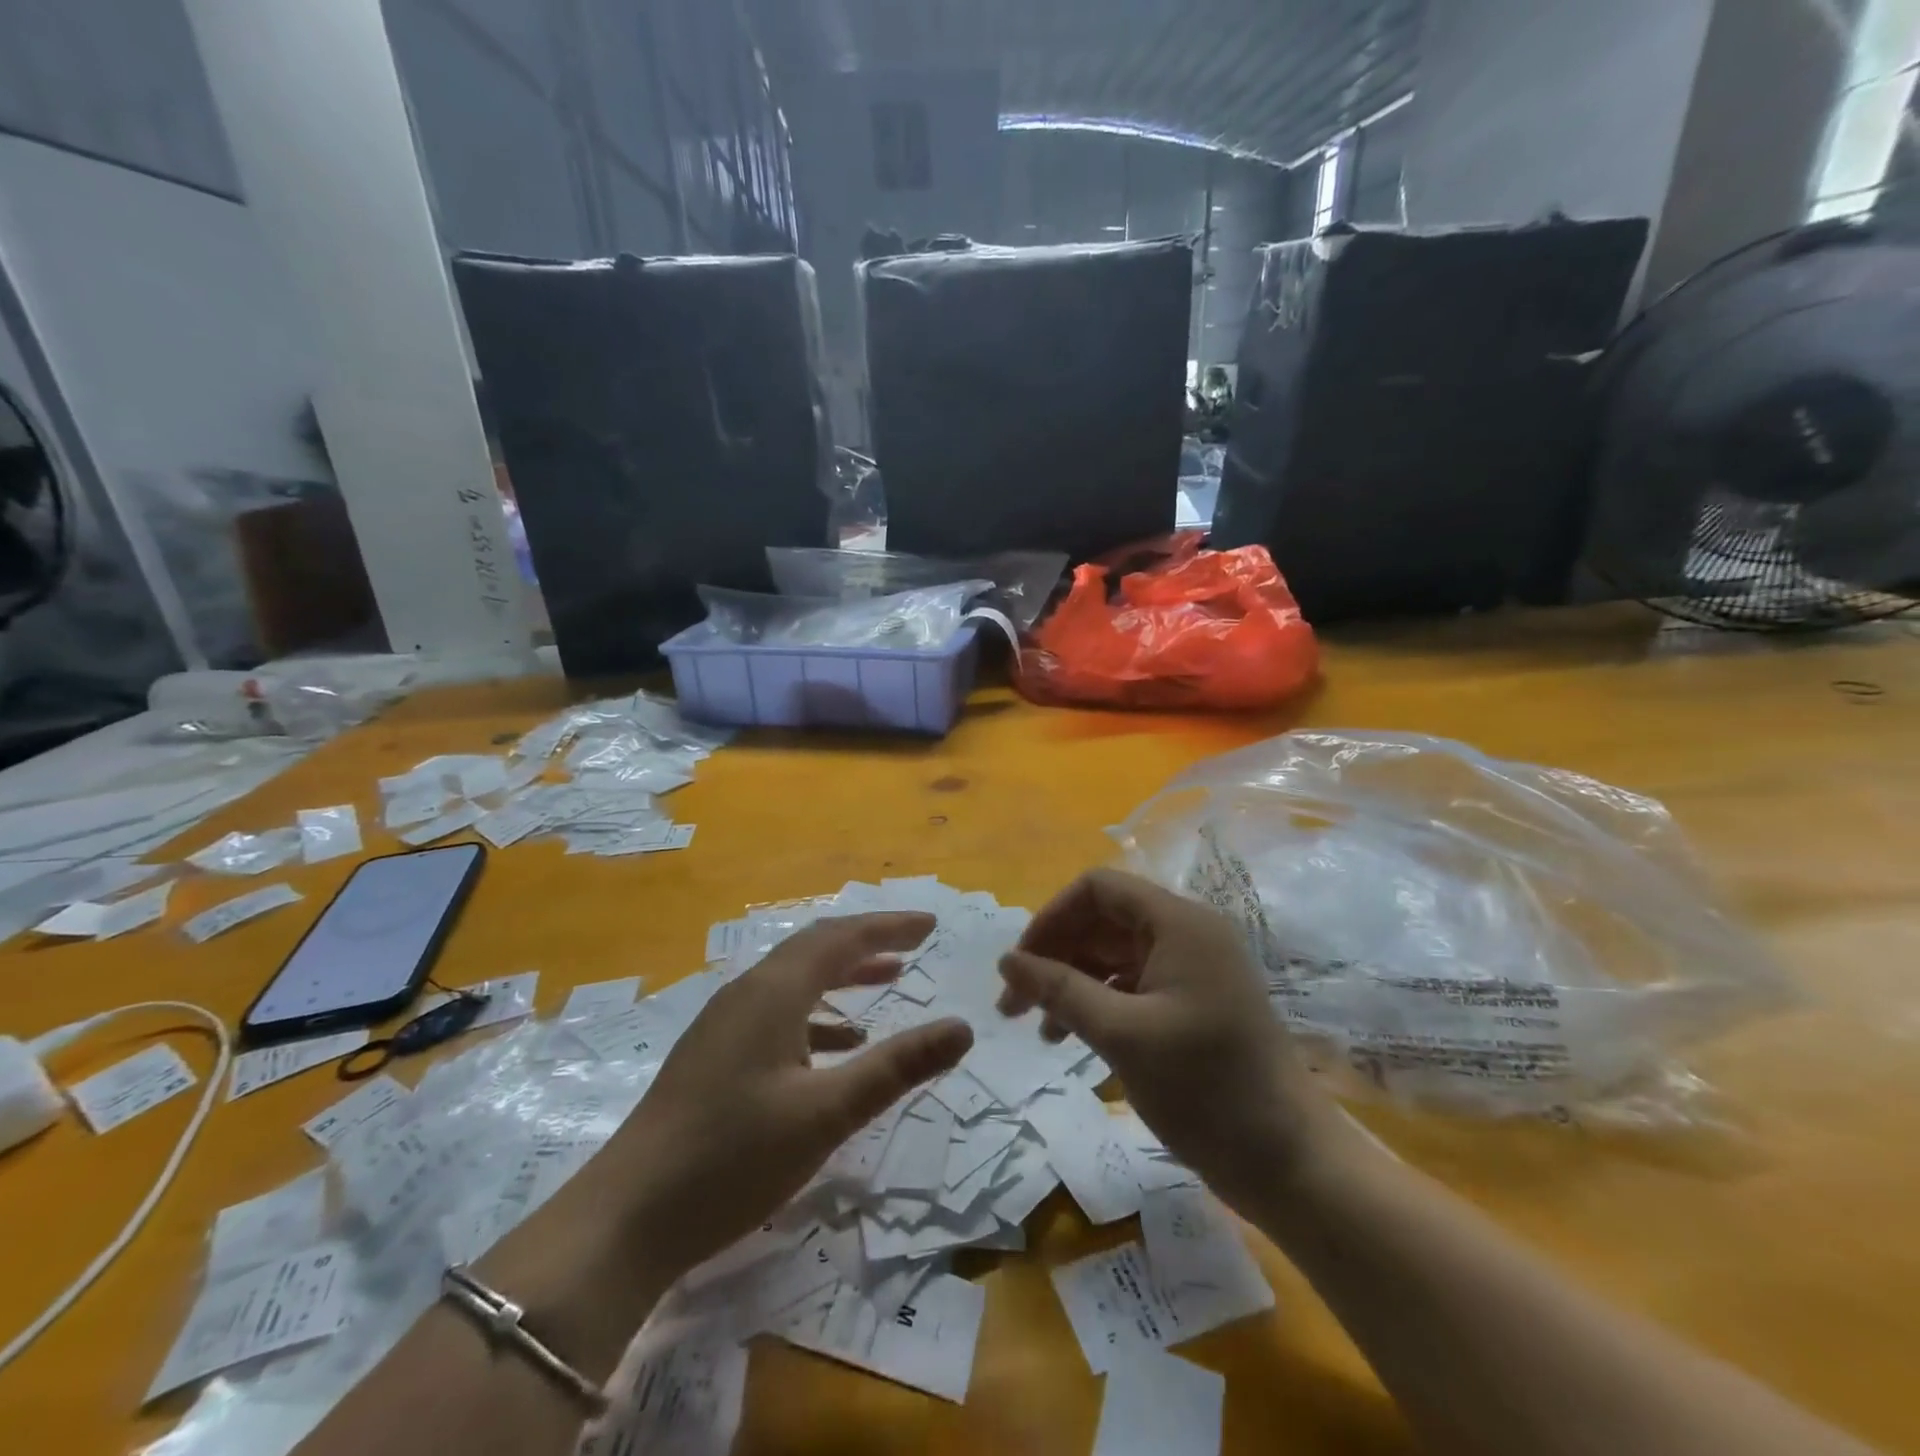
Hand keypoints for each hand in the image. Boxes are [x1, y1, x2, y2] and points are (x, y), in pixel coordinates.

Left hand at [592, 913, 973, 1279]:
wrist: (625, 1219)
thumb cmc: (733, 1157)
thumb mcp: (826, 1113)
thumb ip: (897, 1067)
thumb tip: (961, 1028)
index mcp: (774, 991)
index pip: (842, 937)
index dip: (889, 927)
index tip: (930, 924)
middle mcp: (748, 992)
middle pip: (816, 948)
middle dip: (868, 941)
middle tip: (914, 944)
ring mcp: (725, 1023)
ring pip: (795, 979)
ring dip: (843, 975)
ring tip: (887, 982)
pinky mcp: (715, 1054)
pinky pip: (778, 1012)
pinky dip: (817, 1015)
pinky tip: (836, 1047)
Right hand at [998, 869, 1340, 1212]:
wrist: (1289, 1163)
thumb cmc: (1205, 1089)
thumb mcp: (1121, 1035)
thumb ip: (1059, 990)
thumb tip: (1006, 960)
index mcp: (1178, 923)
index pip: (1098, 889)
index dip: (1052, 918)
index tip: (1020, 965)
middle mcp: (1187, 933)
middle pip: (1104, 920)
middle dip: (1056, 955)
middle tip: (1015, 1003)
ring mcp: (1193, 969)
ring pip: (1115, 954)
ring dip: (1072, 982)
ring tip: (1041, 1030)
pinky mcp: (1195, 1003)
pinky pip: (1134, 984)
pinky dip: (1099, 1002)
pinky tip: (1073, 1038)